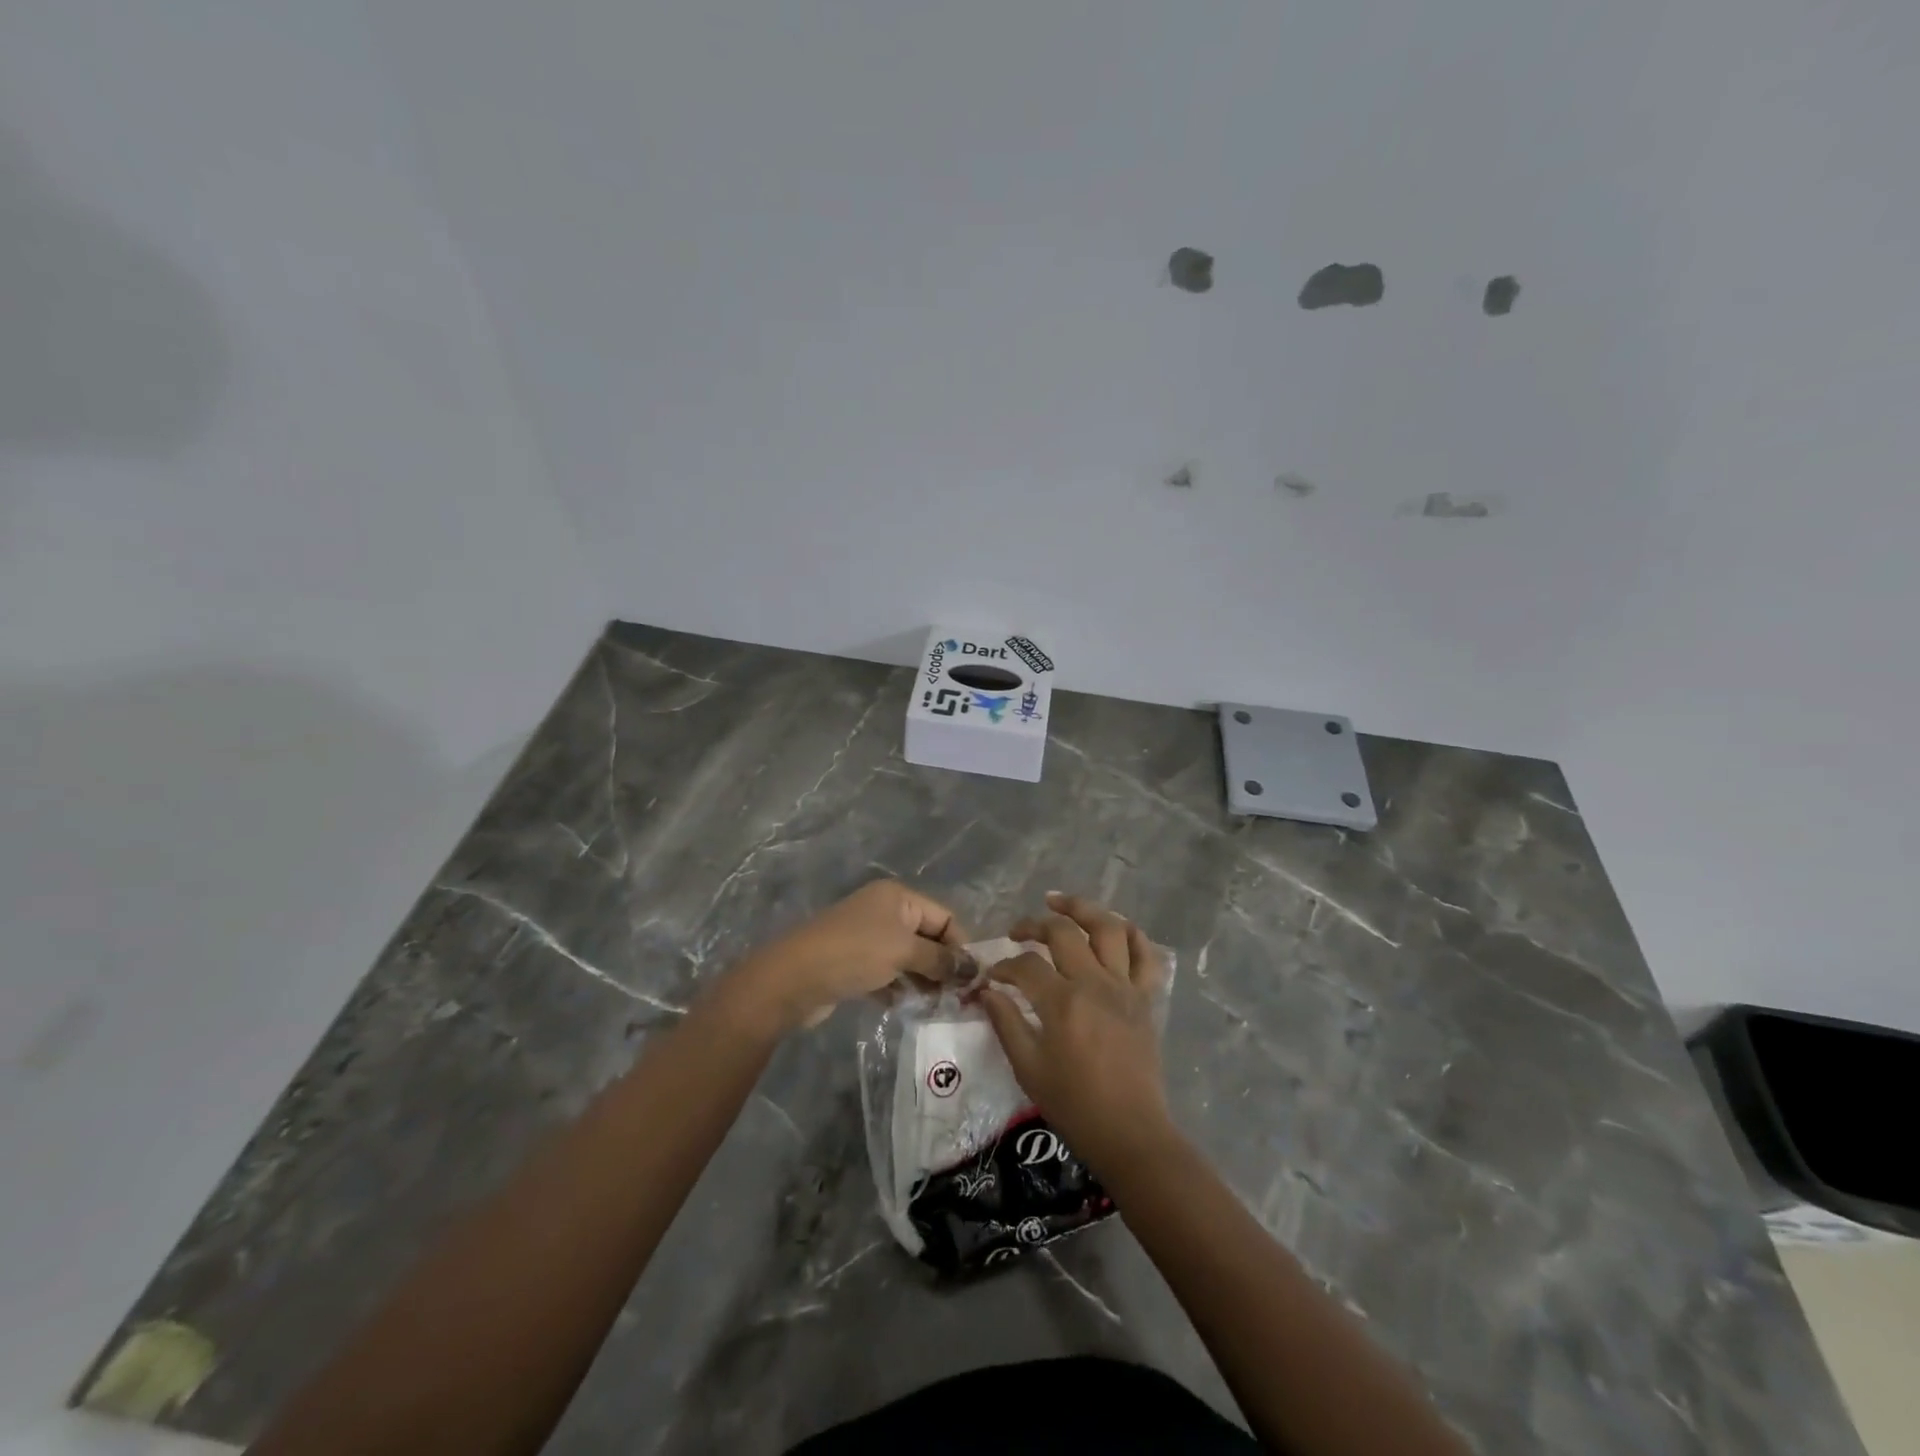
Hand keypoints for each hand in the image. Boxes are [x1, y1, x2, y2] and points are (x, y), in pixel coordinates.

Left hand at [727, 880, 965, 1034]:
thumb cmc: (855, 953)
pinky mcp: (855, 964)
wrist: (793, 978)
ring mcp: (868, 938)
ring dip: (924, 980)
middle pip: (928, 938)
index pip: (945, 917)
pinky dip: (901, 988)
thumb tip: (972, 969)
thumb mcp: (904, 951)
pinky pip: (889, 974)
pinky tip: (909, 1008)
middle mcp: (885, 912)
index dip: (961, 946)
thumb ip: (941, 959)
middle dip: (943, 966)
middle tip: (959, 999)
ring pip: (909, 959)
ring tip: (937, 1007)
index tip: (973, 979)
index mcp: (898, 897)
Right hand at [980, 891, 1176, 1176]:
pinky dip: (1132, 934)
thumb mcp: (1028, 1068)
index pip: (1025, 964)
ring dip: (1082, 908)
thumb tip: (987, 991)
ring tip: (1060, 903)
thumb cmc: (1074, 1105)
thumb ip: (1006, 1022)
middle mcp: (1094, 983)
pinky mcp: (1145, 998)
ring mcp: (1124, 987)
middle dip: (1034, 924)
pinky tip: (1113, 927)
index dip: (1003, 965)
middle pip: (1063, 932)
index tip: (992, 977)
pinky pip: (1145, 955)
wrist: (1129, 1132)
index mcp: (1062, 1002)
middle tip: (1018, 932)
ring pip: (1108, 928)